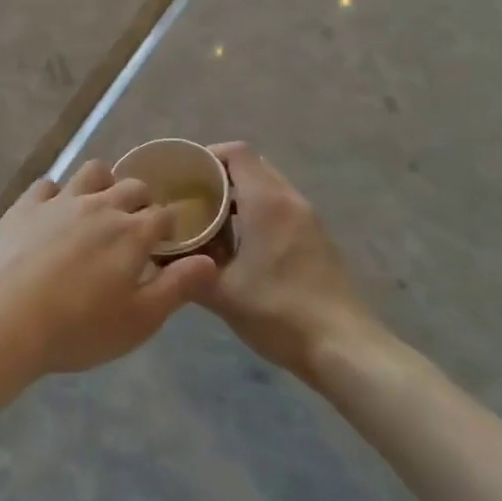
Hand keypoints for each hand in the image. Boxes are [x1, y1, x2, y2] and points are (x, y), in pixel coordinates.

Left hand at [0, 161, 219, 392]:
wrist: (2, 321)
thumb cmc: (77, 328)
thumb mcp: (139, 321)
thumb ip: (178, 288)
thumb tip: (210, 261)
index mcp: (131, 232)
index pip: (164, 215)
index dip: (170, 227)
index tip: (167, 243)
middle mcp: (99, 206)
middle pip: (132, 186)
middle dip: (142, 202)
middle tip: (136, 228)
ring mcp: (59, 201)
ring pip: (92, 172)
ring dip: (103, 184)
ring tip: (99, 210)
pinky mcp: (25, 205)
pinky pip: (48, 185)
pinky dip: (58, 194)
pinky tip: (54, 214)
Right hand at [204, 143, 379, 379]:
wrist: (344, 348)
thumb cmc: (278, 312)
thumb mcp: (221, 293)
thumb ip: (186, 268)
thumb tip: (157, 254)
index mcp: (267, 202)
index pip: (236, 152)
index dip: (206, 156)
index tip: (182, 175)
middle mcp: (290, 200)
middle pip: (251, 166)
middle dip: (219, 176)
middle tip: (190, 197)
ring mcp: (308, 219)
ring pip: (267, 187)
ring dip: (238, 195)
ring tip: (209, 220)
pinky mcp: (317, 239)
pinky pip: (280, 208)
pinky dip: (256, 212)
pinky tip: (239, 244)